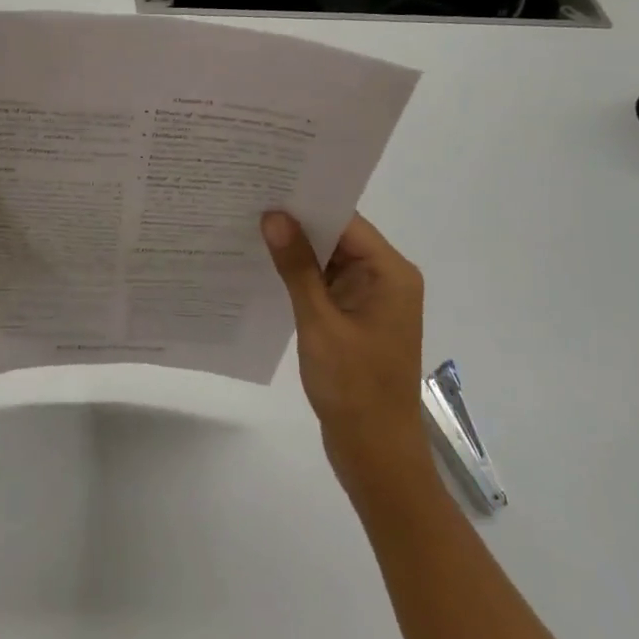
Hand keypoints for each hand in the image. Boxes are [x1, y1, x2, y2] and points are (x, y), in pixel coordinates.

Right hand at [261, 211, 431, 495]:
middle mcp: (386, 279)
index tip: (266, 186)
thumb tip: (273, 217)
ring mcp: (371, 300)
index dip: (308, 203)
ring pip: (330, 261)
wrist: (375, 452)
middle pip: (339, 237)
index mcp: (390, 273)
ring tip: (249, 228)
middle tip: (249, 202)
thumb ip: (297, 268)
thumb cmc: (353, 386)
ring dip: (297, 252)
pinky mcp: (356, 319)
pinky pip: (327, 285)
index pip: (346, 221)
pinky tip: (265, 269)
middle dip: (297, 224)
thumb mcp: (320, 322)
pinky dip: (301, 277)